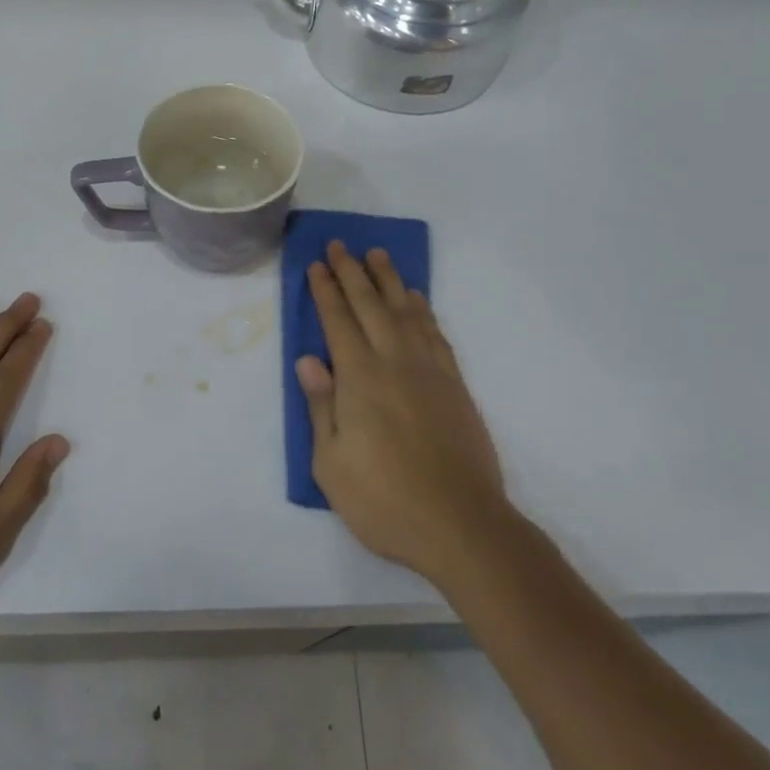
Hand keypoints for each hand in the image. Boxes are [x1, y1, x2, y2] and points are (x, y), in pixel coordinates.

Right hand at [298, 242, 514, 585]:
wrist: (461, 525)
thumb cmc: (384, 500)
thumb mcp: (331, 464)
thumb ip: (321, 407)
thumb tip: (308, 360)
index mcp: (359, 379)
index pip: (338, 321)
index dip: (325, 290)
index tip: (316, 264)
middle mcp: (394, 363)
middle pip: (370, 305)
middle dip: (352, 272)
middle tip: (340, 244)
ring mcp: (429, 372)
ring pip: (405, 312)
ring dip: (389, 280)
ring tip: (378, 255)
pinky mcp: (455, 386)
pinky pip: (435, 334)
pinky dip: (423, 310)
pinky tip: (416, 300)